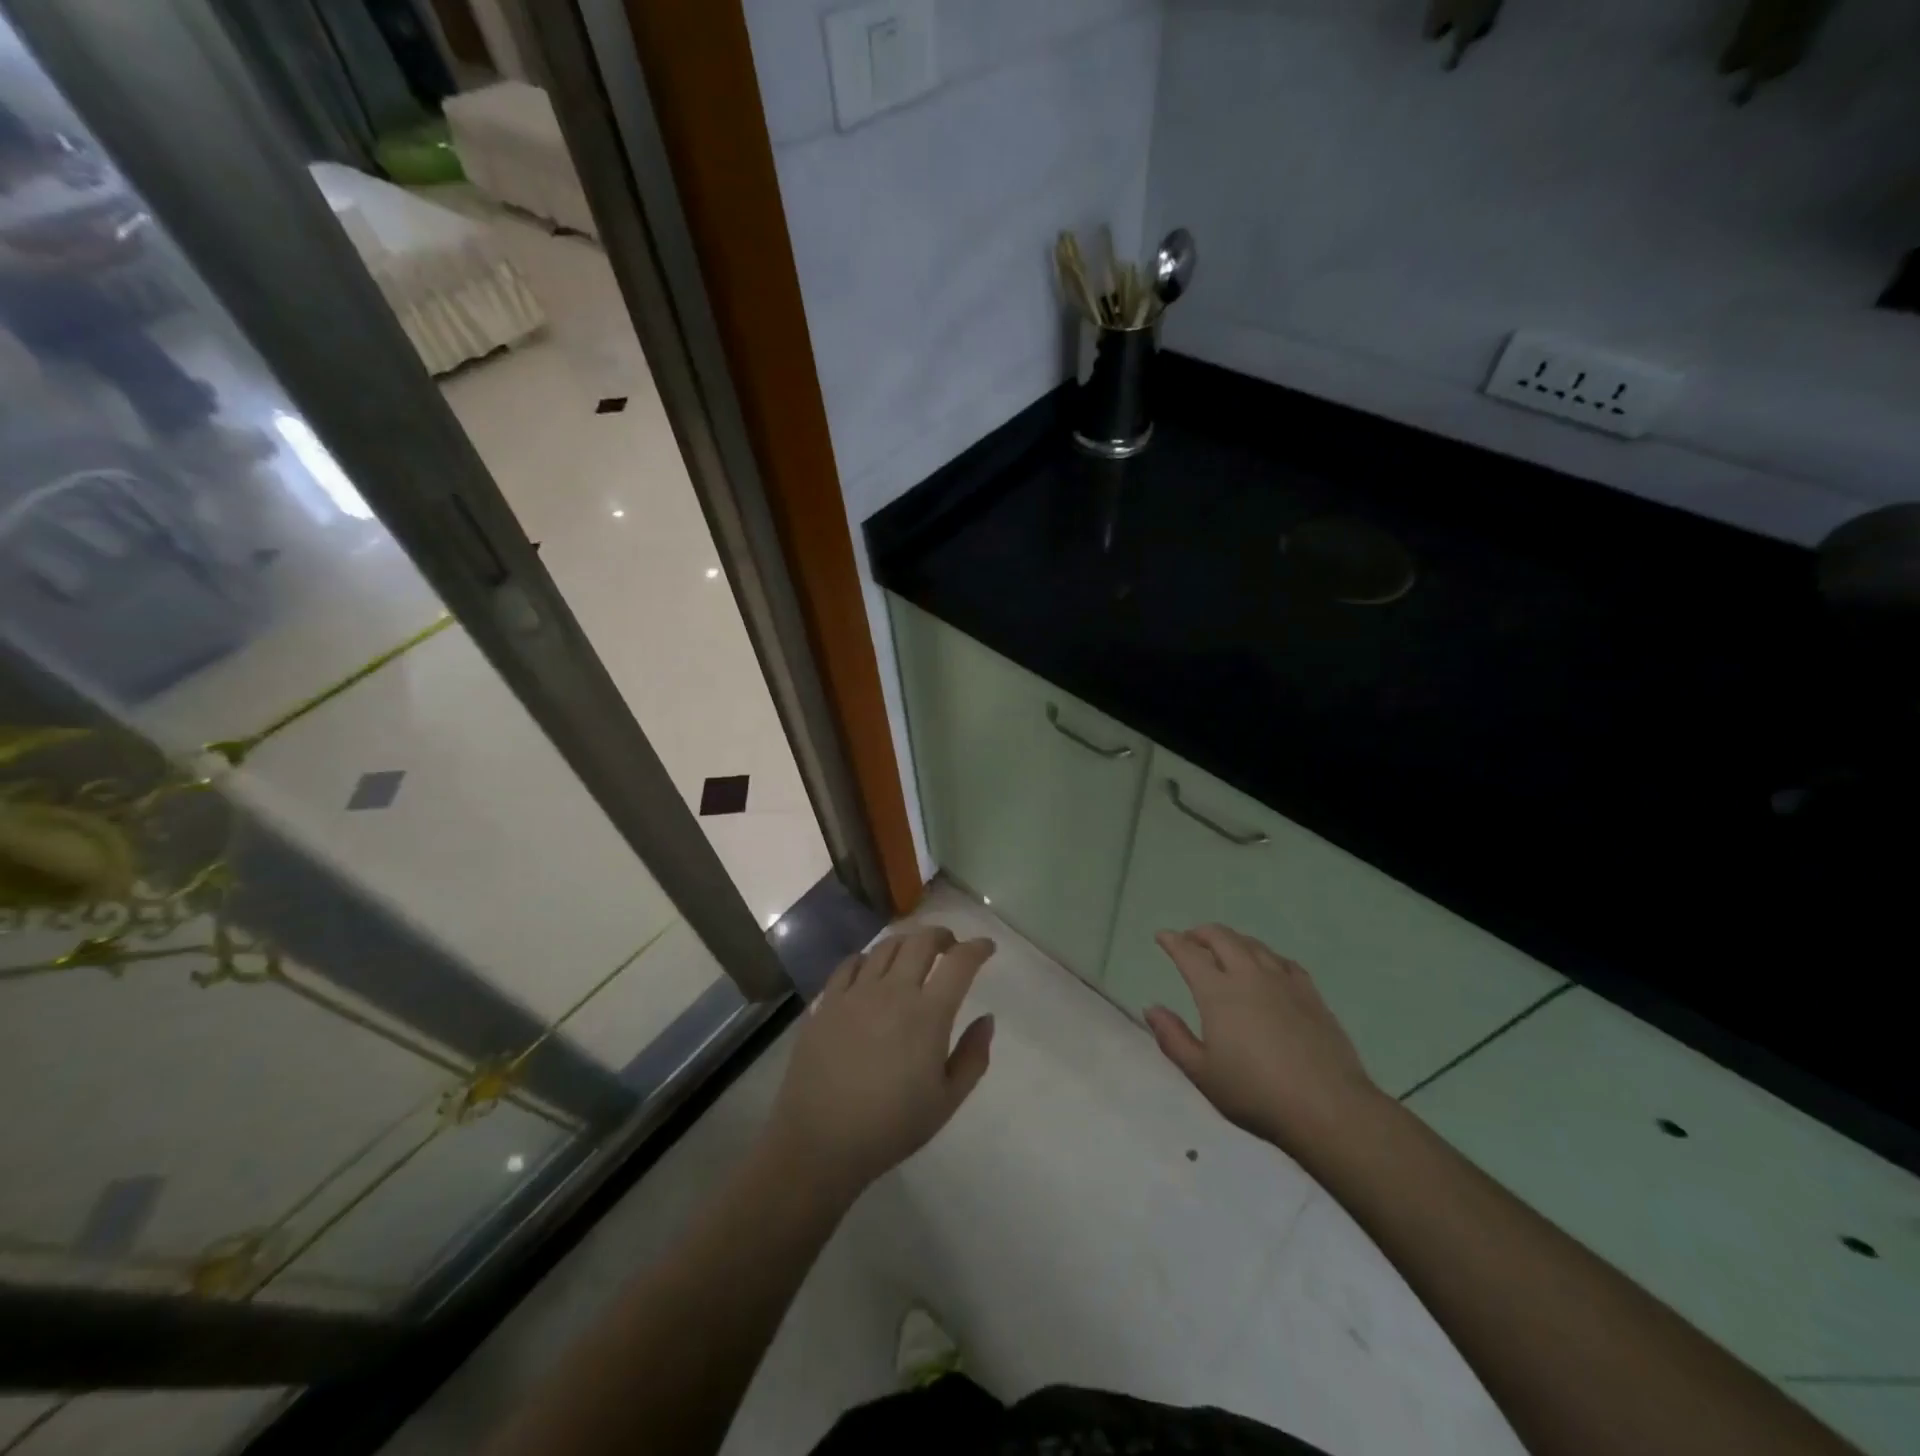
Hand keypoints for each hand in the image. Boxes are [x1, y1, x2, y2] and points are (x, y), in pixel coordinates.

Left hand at [766, 927, 995, 1200]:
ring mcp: (855, 993)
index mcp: (928, 1014)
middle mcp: (893, 991)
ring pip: (885, 946)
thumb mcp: (946, 1101)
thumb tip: (987, 1019)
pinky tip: (871, 969)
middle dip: (942, 935)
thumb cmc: (890, 1127)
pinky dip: (868, 958)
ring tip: (914, 953)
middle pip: (921, 941)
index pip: (959, 963)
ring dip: (907, 942)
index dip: (977, 948)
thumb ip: (973, 1057)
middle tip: (951, 945)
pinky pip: (850, 964)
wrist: (820, 1142)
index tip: (986, 948)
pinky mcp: (827, 1002)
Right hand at [1145, 925, 1383, 1154]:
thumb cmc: (1255, 1093)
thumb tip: (1152, 1008)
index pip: (1189, 954)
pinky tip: (1267, 966)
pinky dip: (1265, 955)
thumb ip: (1173, 1038)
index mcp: (1218, 992)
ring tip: (1223, 948)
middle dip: (1201, 933)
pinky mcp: (1311, 994)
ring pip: (1253, 945)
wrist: (1327, 1108)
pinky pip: (1283, 961)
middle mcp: (1249, 976)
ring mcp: (1283, 982)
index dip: (1172, 941)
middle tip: (1189, 939)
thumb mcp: (1202, 1073)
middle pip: (1222, 938)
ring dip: (1232, 940)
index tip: (1162, 936)